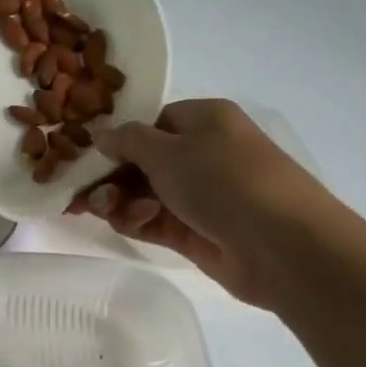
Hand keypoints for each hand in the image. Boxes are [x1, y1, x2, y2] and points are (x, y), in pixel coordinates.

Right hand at [68, 98, 332, 310]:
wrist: (283, 246)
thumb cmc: (224, 181)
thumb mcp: (168, 151)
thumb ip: (128, 142)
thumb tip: (102, 136)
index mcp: (204, 120)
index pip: (151, 123)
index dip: (119, 140)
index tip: (86, 157)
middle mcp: (203, 154)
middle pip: (142, 161)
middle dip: (110, 176)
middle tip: (82, 193)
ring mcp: (200, 195)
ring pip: (144, 193)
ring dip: (120, 200)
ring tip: (105, 210)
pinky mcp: (196, 231)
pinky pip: (154, 220)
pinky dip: (136, 220)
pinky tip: (127, 223)